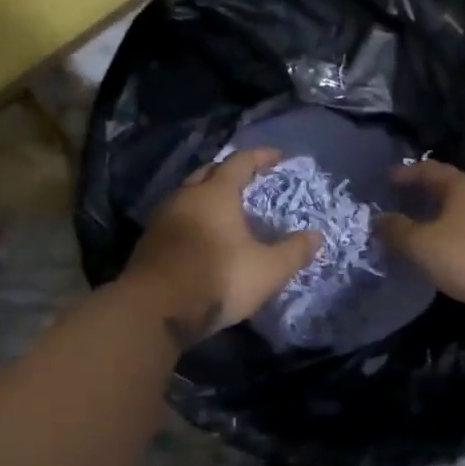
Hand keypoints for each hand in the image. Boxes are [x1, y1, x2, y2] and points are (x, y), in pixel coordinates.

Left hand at [124, 148, 319, 349]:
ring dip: (207, 197)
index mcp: (215, 193)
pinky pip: (176, 219)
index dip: (260, 156)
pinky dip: (193, 219)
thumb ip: (293, 251)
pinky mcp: (149, 242)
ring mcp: (162, 219)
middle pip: (208, 173)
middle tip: (248, 180)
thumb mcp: (267, 270)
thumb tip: (316, 235)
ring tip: (226, 210)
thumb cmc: (217, 279)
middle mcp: (185, 197)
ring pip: (188, 196)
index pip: (240, 162)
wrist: (155, 309)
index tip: (278, 156)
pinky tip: (202, 237)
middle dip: (229, 172)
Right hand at [375, 161, 464, 316]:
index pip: (430, 170)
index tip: (388, 179)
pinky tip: (451, 251)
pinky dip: (459, 235)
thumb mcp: (422, 245)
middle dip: (426, 194)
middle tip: (403, 204)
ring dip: (444, 217)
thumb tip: (378, 219)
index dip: (407, 173)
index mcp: (463, 186)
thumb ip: (397, 230)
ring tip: (424, 229)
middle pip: (451, 188)